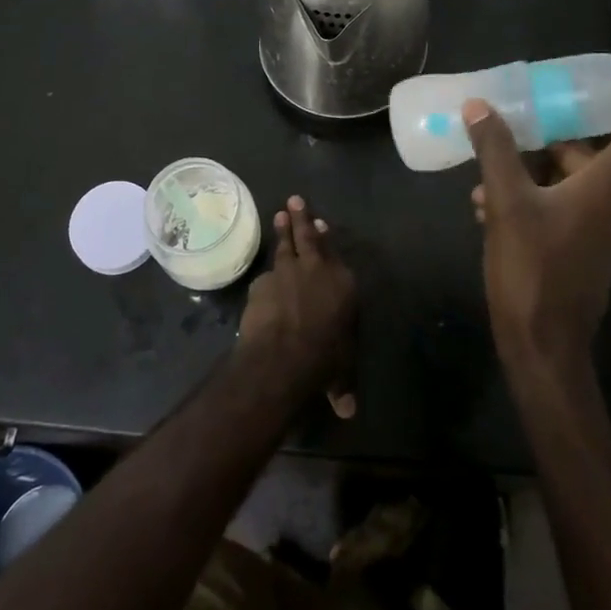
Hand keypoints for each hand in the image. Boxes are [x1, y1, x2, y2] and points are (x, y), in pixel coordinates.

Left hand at [238, 196, 358, 418]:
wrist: (284, 354)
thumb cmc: (324, 359)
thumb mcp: (340, 371)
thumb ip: (342, 382)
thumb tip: (347, 410)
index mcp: (343, 283)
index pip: (335, 253)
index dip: (327, 239)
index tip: (322, 224)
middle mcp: (316, 270)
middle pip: (309, 237)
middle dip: (303, 218)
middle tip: (295, 199)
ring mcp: (287, 272)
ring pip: (285, 245)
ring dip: (283, 230)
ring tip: (280, 213)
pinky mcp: (263, 282)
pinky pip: (265, 276)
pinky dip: (266, 276)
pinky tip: (263, 278)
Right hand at [465, 51, 610, 379]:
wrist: (542, 348)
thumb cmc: (532, 272)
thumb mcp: (505, 204)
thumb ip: (494, 151)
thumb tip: (479, 108)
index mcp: (605, 188)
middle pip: (585, 154)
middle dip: (542, 141)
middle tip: (501, 132)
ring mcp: (598, 231)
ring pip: (565, 182)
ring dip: (525, 173)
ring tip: (481, 182)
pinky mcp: (582, 251)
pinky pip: (559, 207)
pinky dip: (529, 198)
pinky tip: (486, 209)